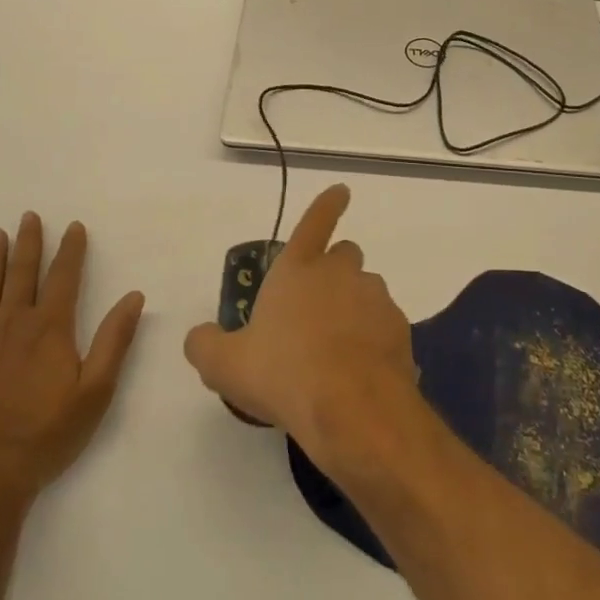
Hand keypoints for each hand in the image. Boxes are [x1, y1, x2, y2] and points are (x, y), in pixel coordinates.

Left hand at [0, 213, 143, 510]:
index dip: (71, 250)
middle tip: (30, 216)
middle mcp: (13, 324)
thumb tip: (134, 296)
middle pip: (23, 274)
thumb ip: (114, 340)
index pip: (64, 277)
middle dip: (29, 243)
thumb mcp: (96, 391)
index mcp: (50, 328)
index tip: (74, 226)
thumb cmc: (46, 436)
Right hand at [183, 185, 417, 467]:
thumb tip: (199, 336)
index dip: (327, 205)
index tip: (342, 190)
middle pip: (345, 255)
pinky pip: (385, 329)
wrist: (352, 408)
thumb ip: (206, 345)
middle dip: (334, 271)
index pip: (314, 223)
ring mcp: (375, 300)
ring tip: (337, 349)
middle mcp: (340, 274)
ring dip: (354, 308)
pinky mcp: (400, 331)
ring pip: (367, 291)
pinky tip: (360, 375)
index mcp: (298, 269)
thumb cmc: (283, 373)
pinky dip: (375, 342)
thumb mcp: (225, 365)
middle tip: (317, 307)